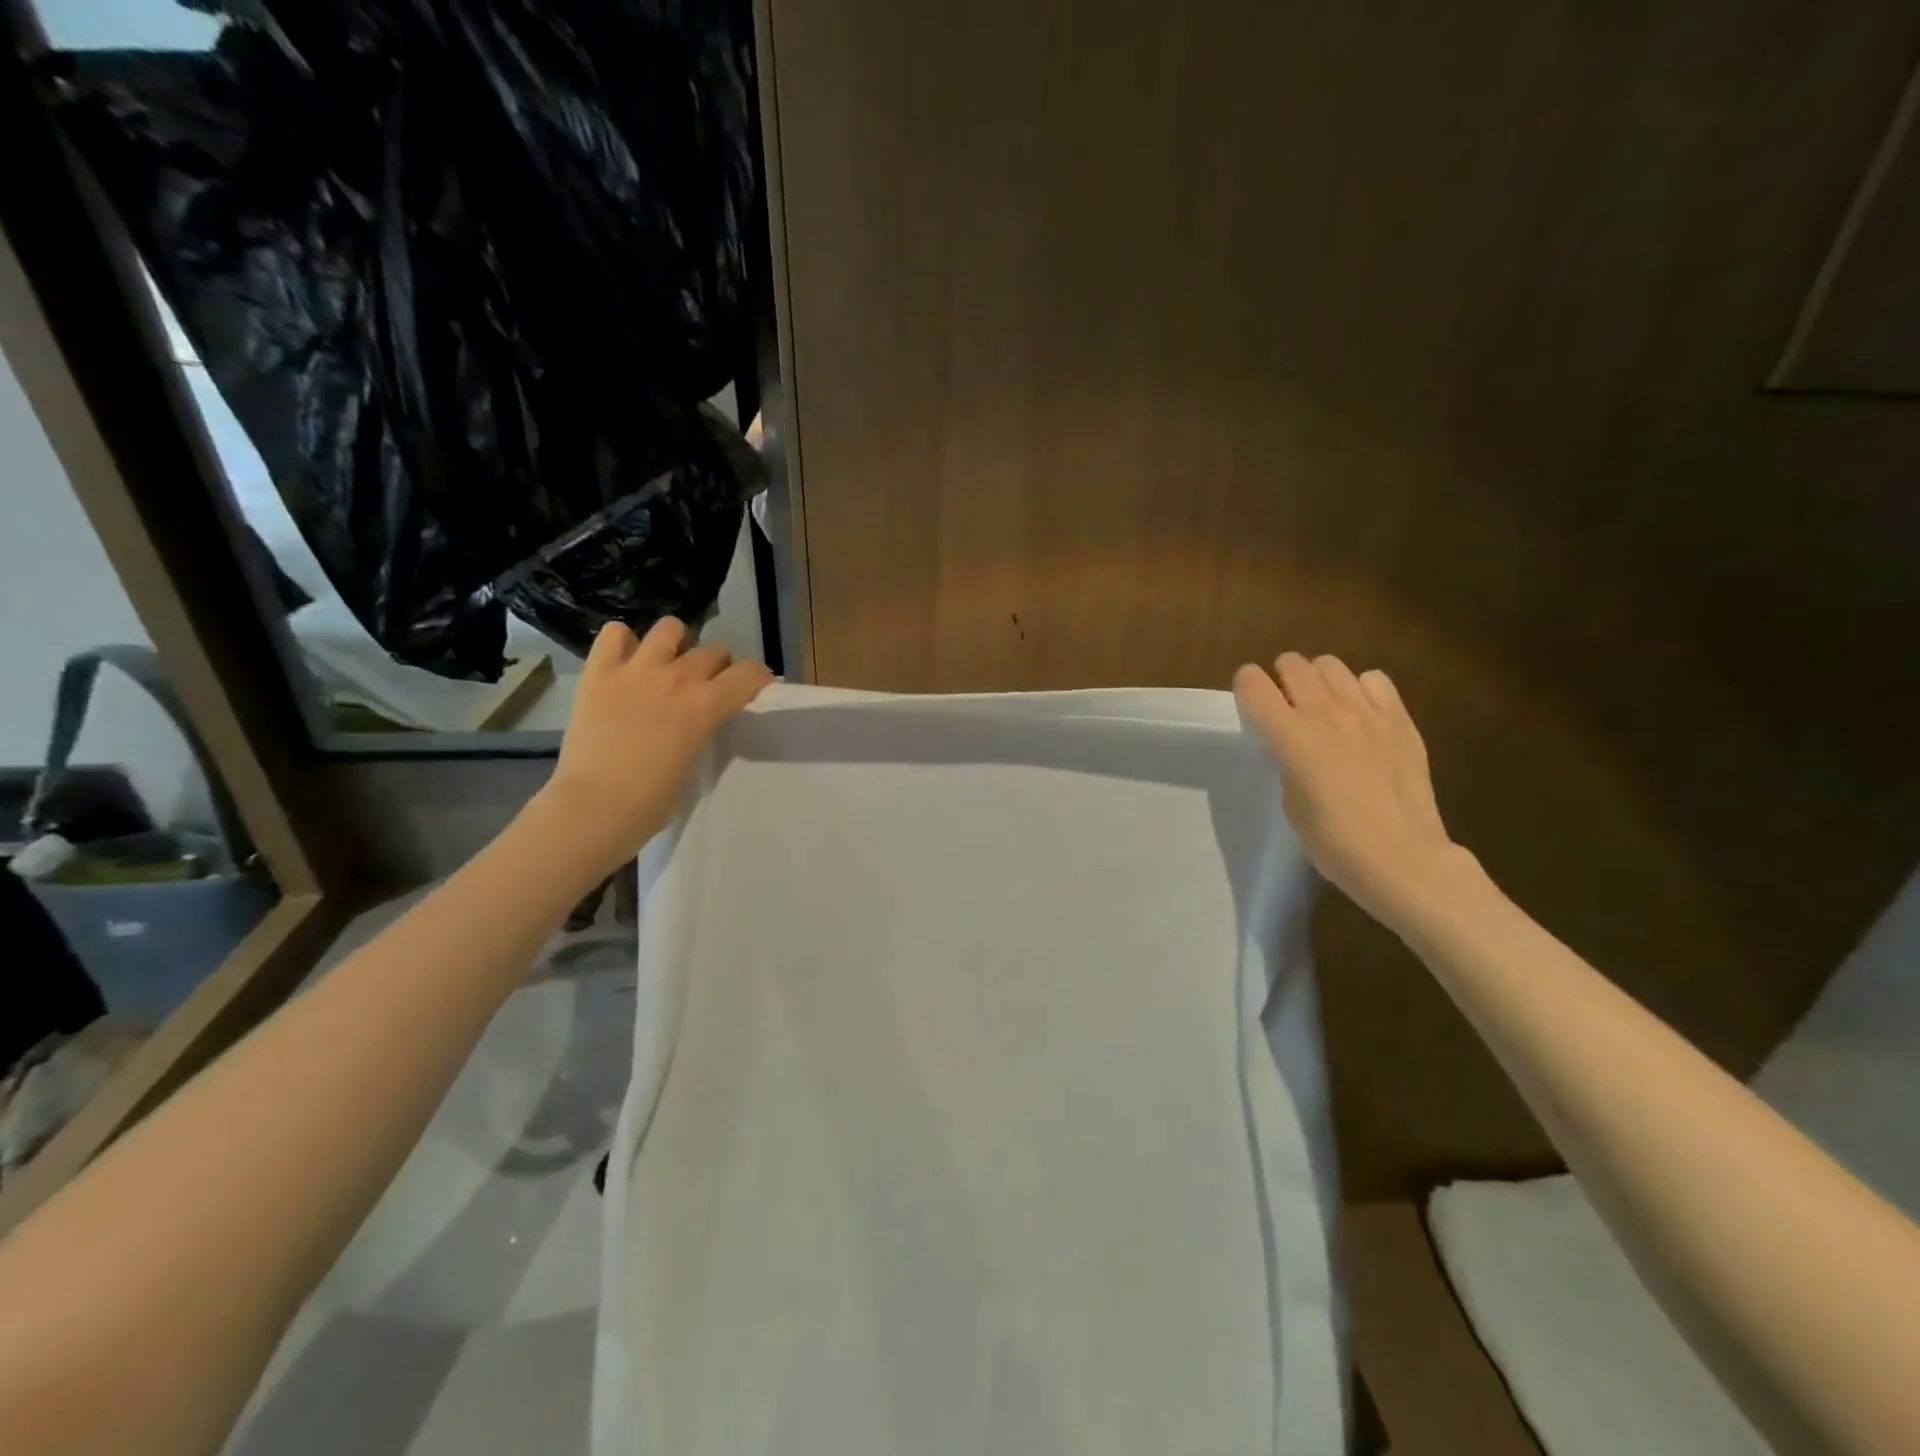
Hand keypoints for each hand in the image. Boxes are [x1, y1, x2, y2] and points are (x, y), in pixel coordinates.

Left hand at [538, 619, 771, 879]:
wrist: (594, 807)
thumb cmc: (653, 801)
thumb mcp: (696, 761)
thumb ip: (705, 728)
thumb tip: (705, 717)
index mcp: (707, 705)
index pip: (751, 672)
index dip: (757, 679)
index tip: (753, 690)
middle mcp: (678, 677)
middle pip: (713, 651)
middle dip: (717, 667)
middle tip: (705, 688)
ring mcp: (636, 670)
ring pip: (670, 629)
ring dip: (676, 644)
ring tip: (667, 665)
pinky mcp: (599, 672)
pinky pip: (614, 634)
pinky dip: (623, 642)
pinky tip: (625, 662)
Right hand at [1234, 652, 1472, 929]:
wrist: (1403, 859)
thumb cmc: (1334, 842)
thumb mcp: (1290, 802)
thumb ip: (1287, 761)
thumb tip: (1296, 746)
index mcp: (1289, 736)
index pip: (1252, 683)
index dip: (1246, 689)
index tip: (1251, 708)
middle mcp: (1325, 712)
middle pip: (1292, 663)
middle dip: (1282, 680)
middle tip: (1286, 708)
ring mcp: (1366, 712)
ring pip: (1330, 665)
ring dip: (1319, 681)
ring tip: (1324, 708)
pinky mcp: (1400, 720)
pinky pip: (1374, 680)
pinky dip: (1361, 690)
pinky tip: (1362, 716)